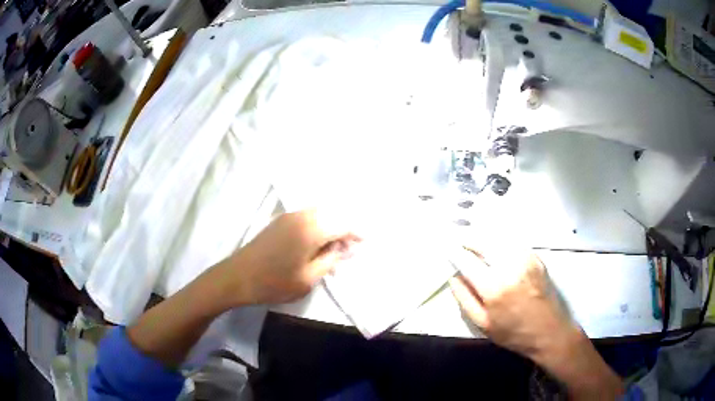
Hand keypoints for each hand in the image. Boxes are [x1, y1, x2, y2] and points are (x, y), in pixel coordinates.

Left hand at [227, 210, 357, 304]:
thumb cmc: (274, 282)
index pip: (342, 224)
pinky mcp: (279, 221)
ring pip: (319, 215)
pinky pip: (307, 218)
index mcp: (311, 229)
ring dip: (330, 228)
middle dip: (344, 230)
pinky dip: (317, 227)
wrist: (237, 277)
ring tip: (333, 250)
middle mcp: (301, 216)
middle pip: (332, 215)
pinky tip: (317, 245)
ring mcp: (288, 217)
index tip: (365, 243)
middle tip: (348, 250)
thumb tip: (346, 248)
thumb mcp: (308, 278)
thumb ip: (330, 260)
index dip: (356, 233)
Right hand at [450, 248, 623, 398]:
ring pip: (498, 238)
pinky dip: (500, 241)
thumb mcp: (483, 324)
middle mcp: (510, 267)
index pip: (467, 261)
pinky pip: (513, 242)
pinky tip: (495, 246)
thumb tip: (453, 277)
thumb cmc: (514, 333)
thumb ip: (465, 299)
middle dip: (468, 238)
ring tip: (474, 241)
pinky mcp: (535, 258)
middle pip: (484, 241)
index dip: (454, 251)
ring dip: (484, 237)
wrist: (549, 331)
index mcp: (493, 288)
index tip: (445, 246)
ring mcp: (525, 259)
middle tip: (459, 239)